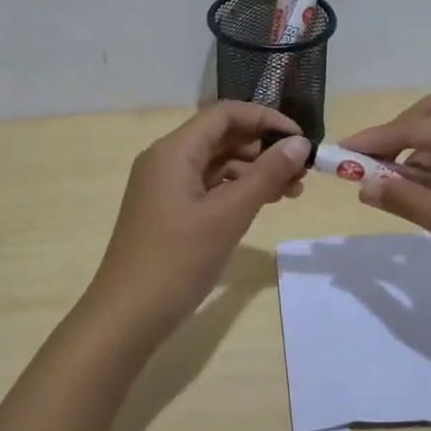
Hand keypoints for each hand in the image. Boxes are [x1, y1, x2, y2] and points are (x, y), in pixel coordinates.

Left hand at [84, 102, 309, 344]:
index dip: (265, 119)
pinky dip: (236, 191)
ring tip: (292, 192)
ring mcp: (164, 186)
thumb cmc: (178, 260)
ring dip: (254, 171)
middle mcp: (165, 159)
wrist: (127, 316)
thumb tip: (299, 143)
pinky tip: (262, 205)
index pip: (224, 113)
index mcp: (174, 150)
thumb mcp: (229, 215)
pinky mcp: (167, 210)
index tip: (300, 140)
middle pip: (221, 136)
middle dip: (263, 148)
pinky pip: (207, 187)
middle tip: (302, 171)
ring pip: (216, 164)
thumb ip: (266, 175)